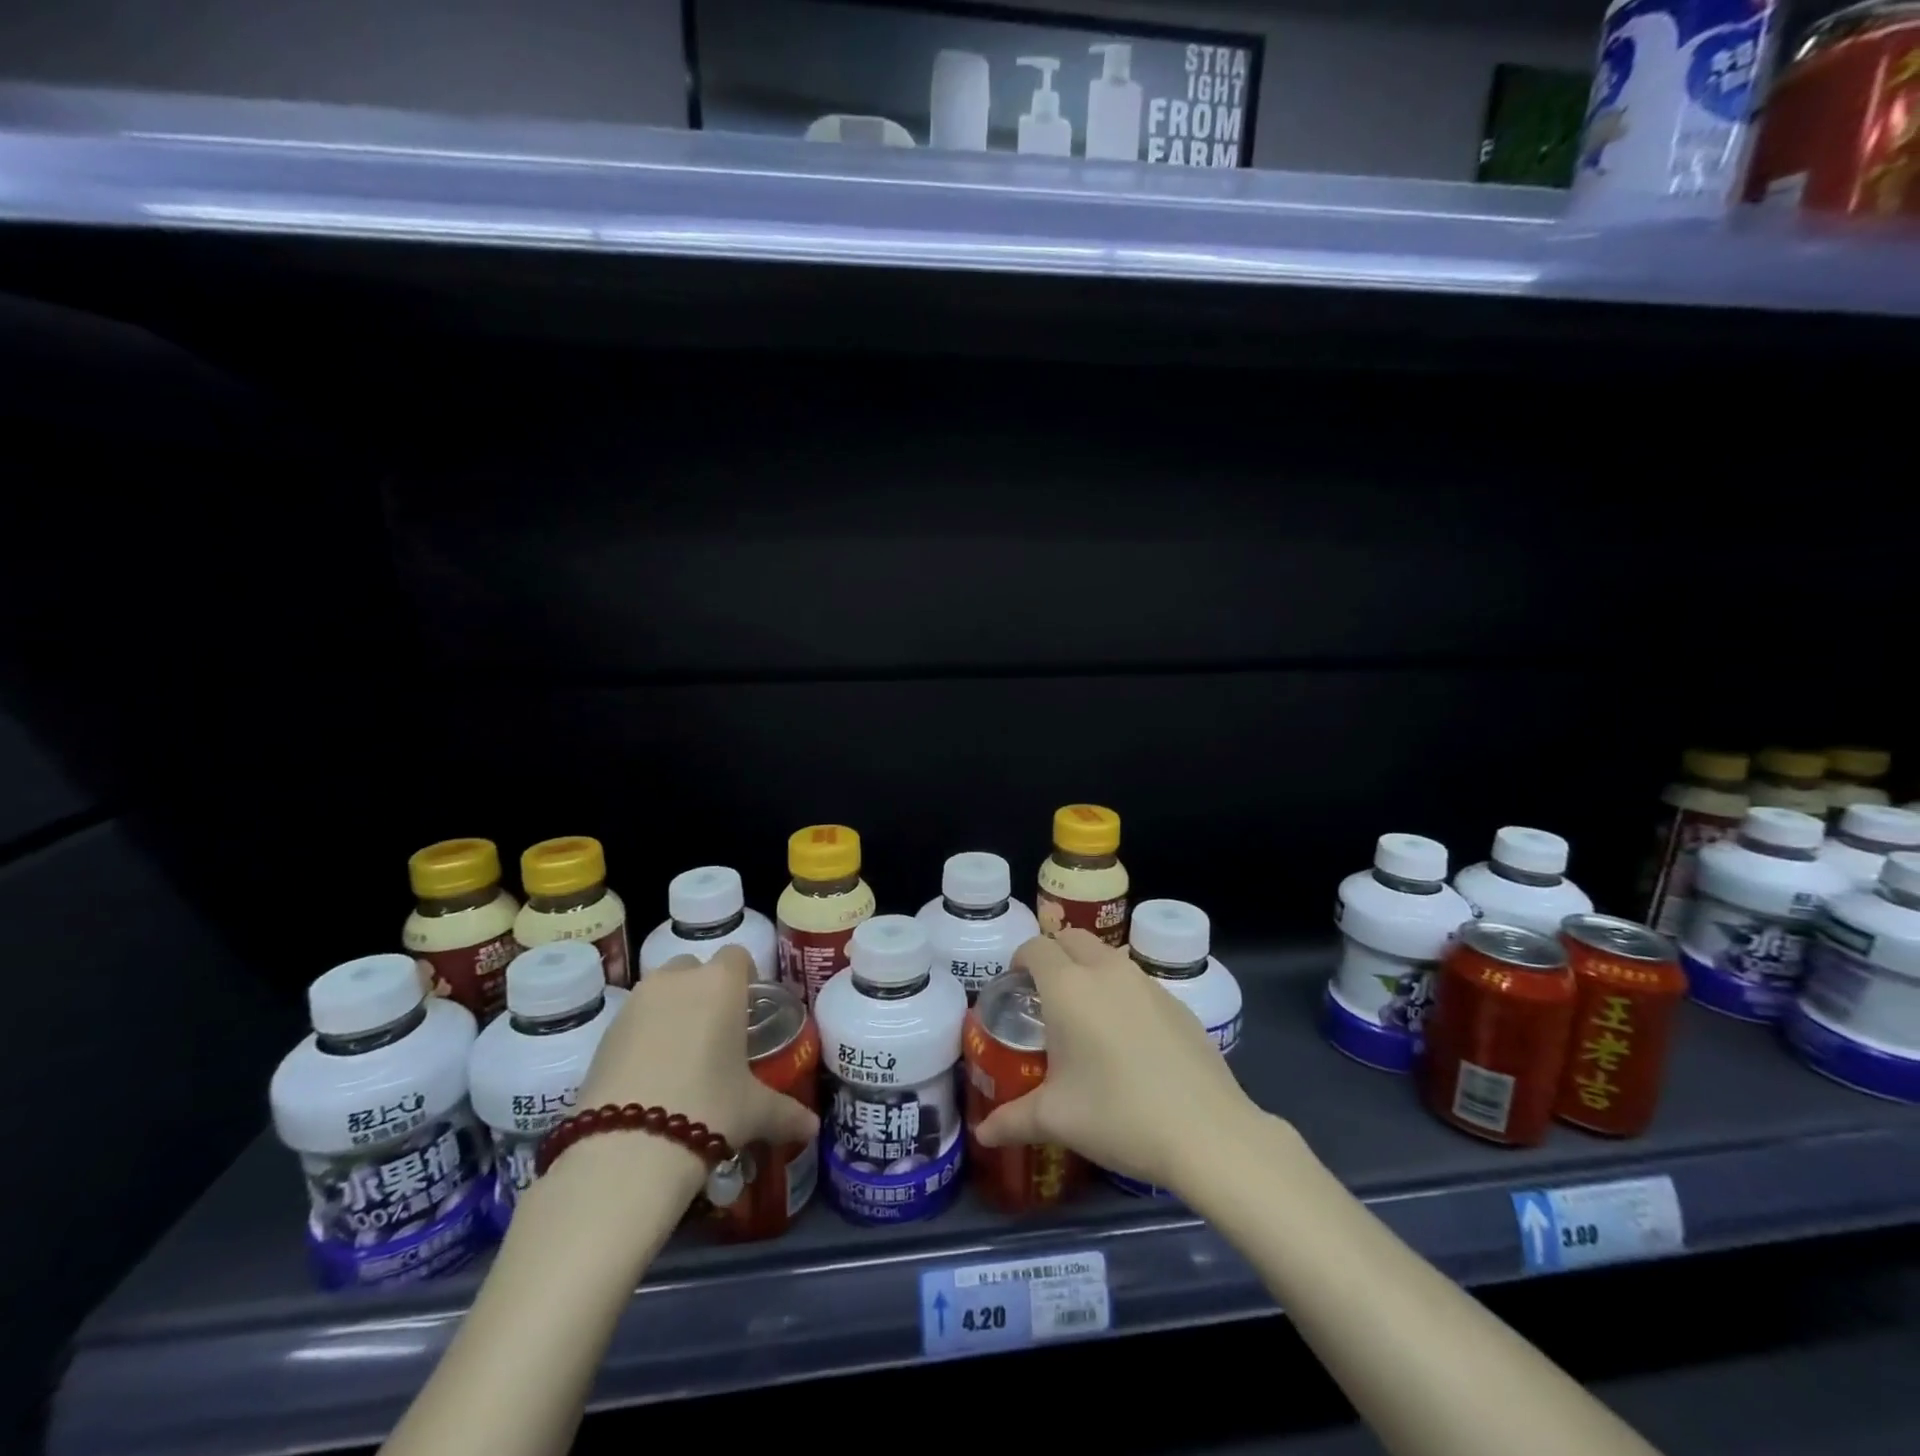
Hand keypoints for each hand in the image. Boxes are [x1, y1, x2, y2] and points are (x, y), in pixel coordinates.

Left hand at [575, 946, 818, 1185]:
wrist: (625, 1149)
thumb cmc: (708, 1109)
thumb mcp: (754, 1112)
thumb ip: (786, 1113)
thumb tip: (812, 1128)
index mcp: (721, 983)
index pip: (738, 957)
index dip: (745, 978)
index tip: (748, 1011)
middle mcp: (677, 980)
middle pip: (695, 968)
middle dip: (704, 991)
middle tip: (715, 1034)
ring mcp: (636, 1003)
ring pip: (660, 991)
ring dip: (671, 1010)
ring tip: (681, 1057)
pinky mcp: (604, 1033)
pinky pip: (633, 1020)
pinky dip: (643, 1036)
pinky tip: (651, 1076)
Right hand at [975, 929, 1258, 1194]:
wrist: (1207, 1132)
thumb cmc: (1118, 1116)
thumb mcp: (1056, 1119)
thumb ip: (1012, 1120)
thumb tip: (982, 1133)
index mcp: (1068, 987)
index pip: (1035, 948)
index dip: (1020, 961)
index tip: (1015, 988)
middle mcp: (1106, 971)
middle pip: (1072, 939)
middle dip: (1054, 956)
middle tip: (1045, 996)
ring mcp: (1147, 982)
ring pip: (1107, 957)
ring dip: (1089, 970)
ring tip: (1086, 1017)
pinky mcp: (1177, 1002)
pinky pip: (1137, 981)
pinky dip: (1122, 993)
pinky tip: (1129, 1040)